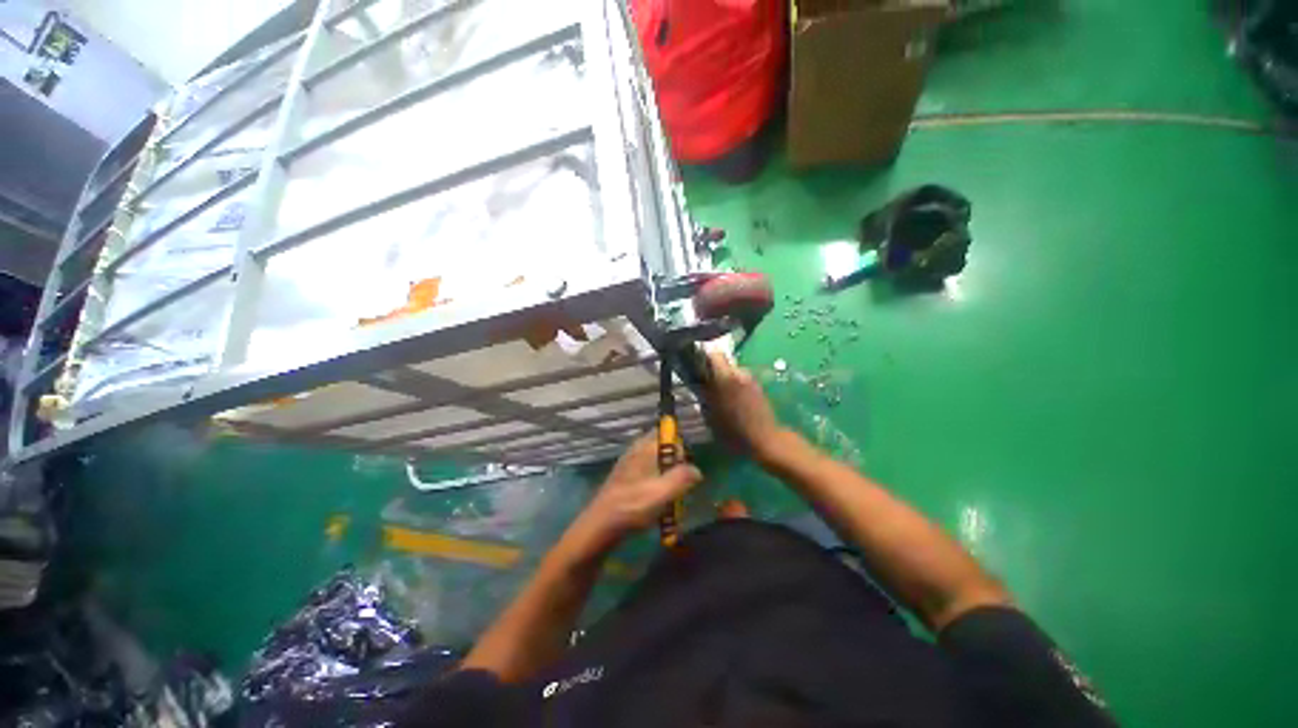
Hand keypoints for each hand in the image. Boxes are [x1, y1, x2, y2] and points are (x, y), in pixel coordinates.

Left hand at [567, 434, 701, 553]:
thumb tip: (697, 470)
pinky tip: (656, 501)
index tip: (687, 467)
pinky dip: (654, 482)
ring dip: (665, 474)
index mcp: (644, 447)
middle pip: (661, 447)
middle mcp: (635, 450)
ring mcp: (627, 464)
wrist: (599, 526)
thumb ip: (682, 478)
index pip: (667, 434)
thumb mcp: (663, 492)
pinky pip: (645, 473)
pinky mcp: (623, 479)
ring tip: (670, 494)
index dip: (680, 447)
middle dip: (674, 462)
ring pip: (653, 461)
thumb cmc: (632, 506)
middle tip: (681, 482)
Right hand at [703, 350, 787, 462]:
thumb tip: (698, 383)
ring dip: (723, 380)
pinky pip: (740, 380)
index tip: (695, 365)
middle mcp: (739, 373)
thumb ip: (704, 395)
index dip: (703, 357)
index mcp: (726, 377)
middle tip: (704, 385)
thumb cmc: (734, 431)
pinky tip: (730, 402)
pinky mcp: (757, 387)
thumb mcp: (711, 415)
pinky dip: (733, 386)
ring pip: (731, 372)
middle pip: (722, 363)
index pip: (714, 354)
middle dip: (712, 371)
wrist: (765, 440)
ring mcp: (750, 379)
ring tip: (717, 396)